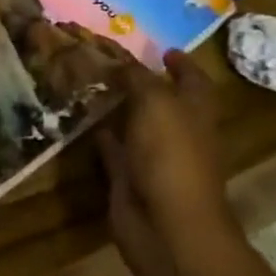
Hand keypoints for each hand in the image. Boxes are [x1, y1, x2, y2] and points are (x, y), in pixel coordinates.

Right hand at [96, 49, 236, 275]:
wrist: (166, 226)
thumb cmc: (172, 154)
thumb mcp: (155, 100)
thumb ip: (136, 76)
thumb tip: (119, 61)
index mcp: (196, 110)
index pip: (193, 79)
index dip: (181, 62)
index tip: (163, 49)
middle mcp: (178, 131)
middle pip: (161, 100)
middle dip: (140, 82)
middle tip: (108, 59)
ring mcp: (154, 157)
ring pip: (134, 123)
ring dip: (116, 106)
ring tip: (87, 79)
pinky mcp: (129, 178)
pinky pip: (113, 148)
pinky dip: (100, 133)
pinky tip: (79, 116)